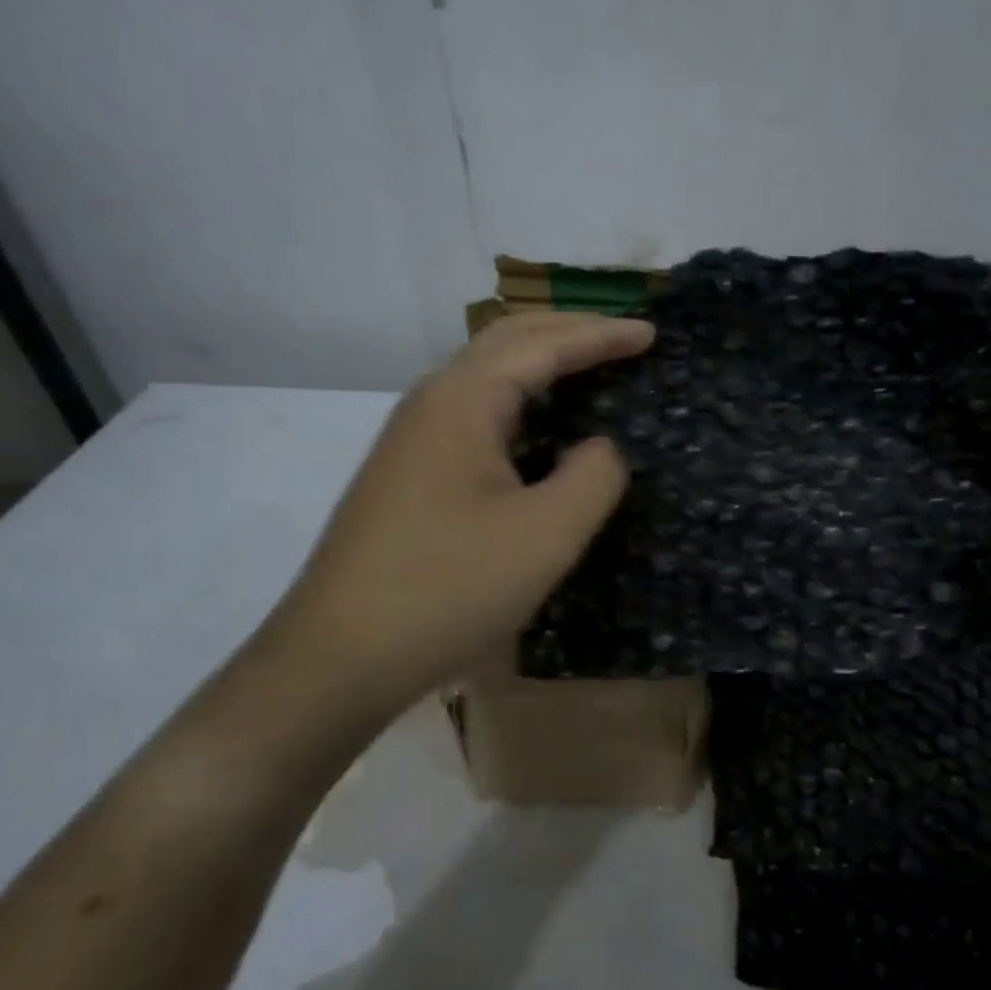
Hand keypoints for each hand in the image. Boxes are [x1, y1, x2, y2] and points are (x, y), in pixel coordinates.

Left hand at [251, 311, 653, 721]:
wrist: (338, 657)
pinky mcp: (409, 474)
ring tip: (591, 372)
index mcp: (463, 400)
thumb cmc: (449, 589)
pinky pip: (475, 415)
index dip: (603, 335)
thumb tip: (601, 448)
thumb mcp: (546, 534)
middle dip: (570, 332)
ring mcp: (413, 439)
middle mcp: (432, 403)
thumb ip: (595, 475)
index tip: (652, 333)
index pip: (545, 344)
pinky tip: (541, 433)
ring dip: (542, 364)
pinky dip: (520, 404)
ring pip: (487, 378)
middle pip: (508, 342)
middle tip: (625, 340)